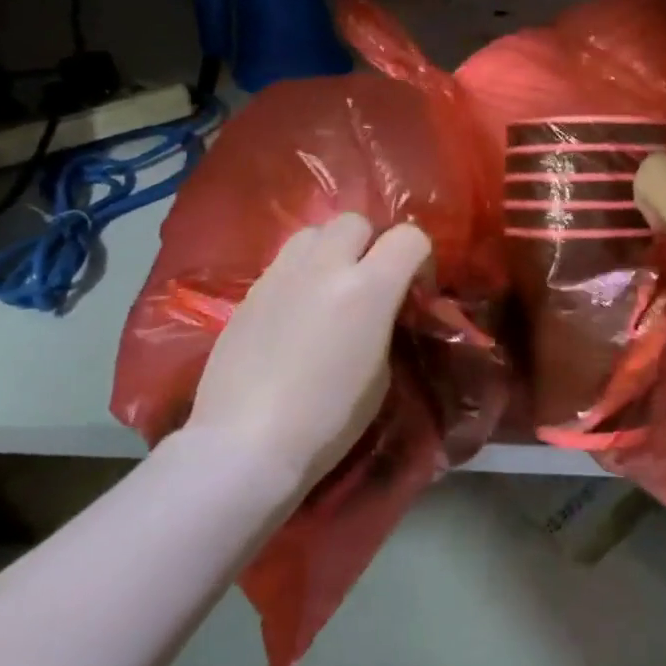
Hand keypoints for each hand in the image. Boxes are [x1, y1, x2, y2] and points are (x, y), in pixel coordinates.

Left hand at [186, 213, 432, 490]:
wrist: (246, 443)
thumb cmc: (328, 421)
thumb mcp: (380, 376)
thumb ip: (384, 326)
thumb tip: (379, 312)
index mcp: (368, 289)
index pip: (409, 237)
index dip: (419, 257)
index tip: (414, 288)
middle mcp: (324, 267)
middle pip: (355, 221)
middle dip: (371, 243)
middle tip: (370, 282)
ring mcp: (280, 275)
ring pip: (313, 232)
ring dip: (330, 250)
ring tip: (329, 288)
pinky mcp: (249, 292)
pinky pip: (283, 262)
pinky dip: (300, 273)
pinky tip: (296, 312)